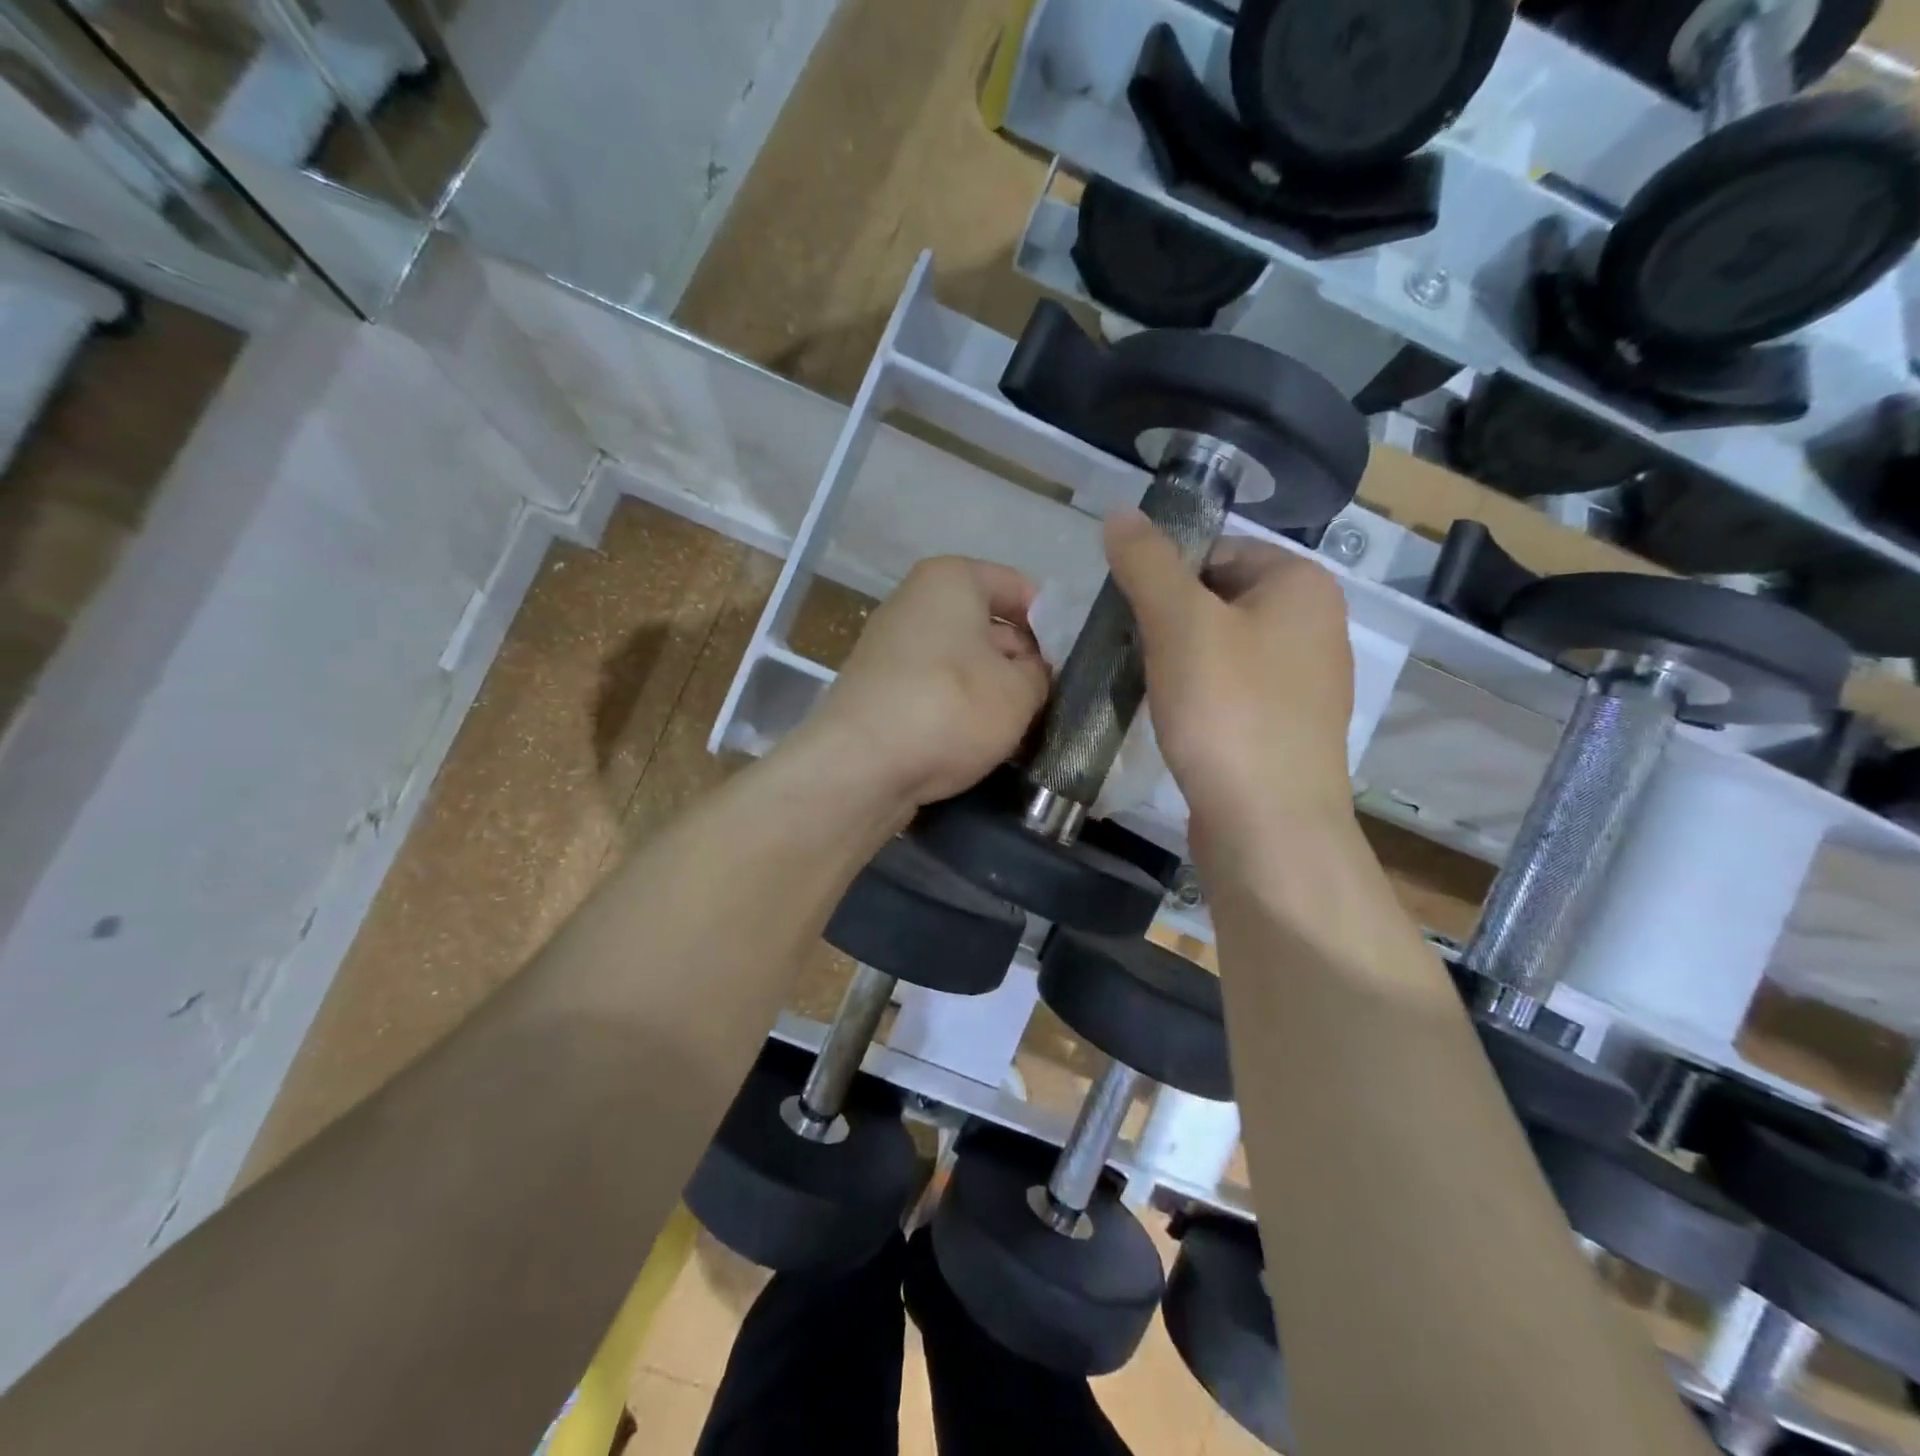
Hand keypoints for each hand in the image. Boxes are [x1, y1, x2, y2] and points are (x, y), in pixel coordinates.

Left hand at [800, 556, 1049, 812]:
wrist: (860, 767)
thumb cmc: (949, 708)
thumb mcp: (1020, 691)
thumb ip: (1040, 673)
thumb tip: (1032, 672)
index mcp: (950, 579)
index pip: (1020, 588)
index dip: (1052, 625)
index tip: (1071, 664)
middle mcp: (915, 601)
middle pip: (989, 625)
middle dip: (1023, 662)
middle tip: (1053, 702)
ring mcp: (892, 646)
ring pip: (963, 661)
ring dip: (994, 691)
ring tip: (1024, 729)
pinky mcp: (879, 688)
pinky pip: (936, 689)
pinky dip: (960, 708)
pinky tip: (982, 741)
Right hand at [1104, 510, 1355, 851]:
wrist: (1269, 826)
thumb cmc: (1228, 710)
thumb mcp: (1179, 622)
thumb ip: (1147, 563)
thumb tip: (1120, 513)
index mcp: (1303, 584)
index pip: (1219, 549)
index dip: (1165, 572)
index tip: (1126, 609)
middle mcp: (1317, 625)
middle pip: (1220, 599)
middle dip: (1169, 619)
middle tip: (1128, 647)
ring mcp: (1307, 683)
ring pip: (1224, 648)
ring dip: (1179, 659)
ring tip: (1144, 683)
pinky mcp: (1288, 729)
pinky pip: (1233, 691)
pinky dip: (1199, 696)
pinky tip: (1174, 719)